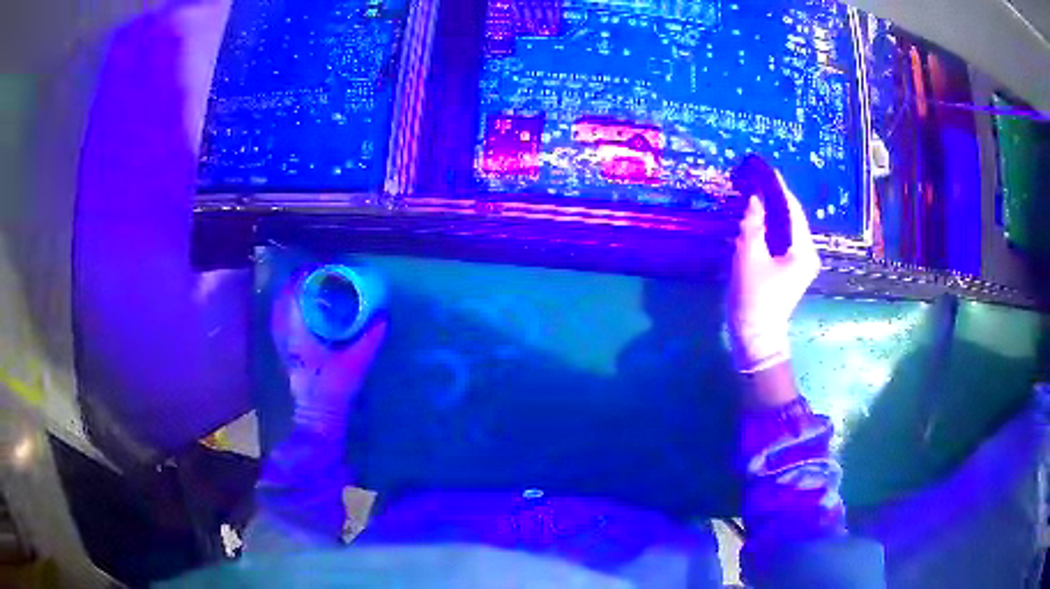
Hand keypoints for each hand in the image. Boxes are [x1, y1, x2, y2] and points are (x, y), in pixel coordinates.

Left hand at [271, 277, 387, 438]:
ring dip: (289, 298)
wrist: (318, 417)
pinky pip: (281, 325)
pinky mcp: (287, 356)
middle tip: (311, 274)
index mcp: (298, 333)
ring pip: (279, 314)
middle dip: (293, 284)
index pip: (292, 297)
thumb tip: (383, 317)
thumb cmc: (332, 389)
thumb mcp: (355, 363)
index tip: (314, 267)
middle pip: (282, 302)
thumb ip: (369, 340)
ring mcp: (284, 347)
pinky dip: (288, 313)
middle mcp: (286, 336)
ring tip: (305, 288)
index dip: (300, 278)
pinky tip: (302, 313)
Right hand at [728, 172, 819, 373]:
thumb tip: (755, 199)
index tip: (764, 167)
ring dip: (770, 211)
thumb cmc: (753, 299)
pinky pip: (781, 239)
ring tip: (754, 191)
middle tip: (755, 177)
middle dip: (774, 197)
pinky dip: (769, 226)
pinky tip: (757, 217)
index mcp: (803, 250)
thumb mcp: (749, 258)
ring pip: (786, 228)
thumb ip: (752, 225)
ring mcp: (800, 263)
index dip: (778, 187)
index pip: (792, 210)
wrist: (756, 337)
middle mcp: (807, 253)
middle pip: (791, 217)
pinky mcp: (790, 269)